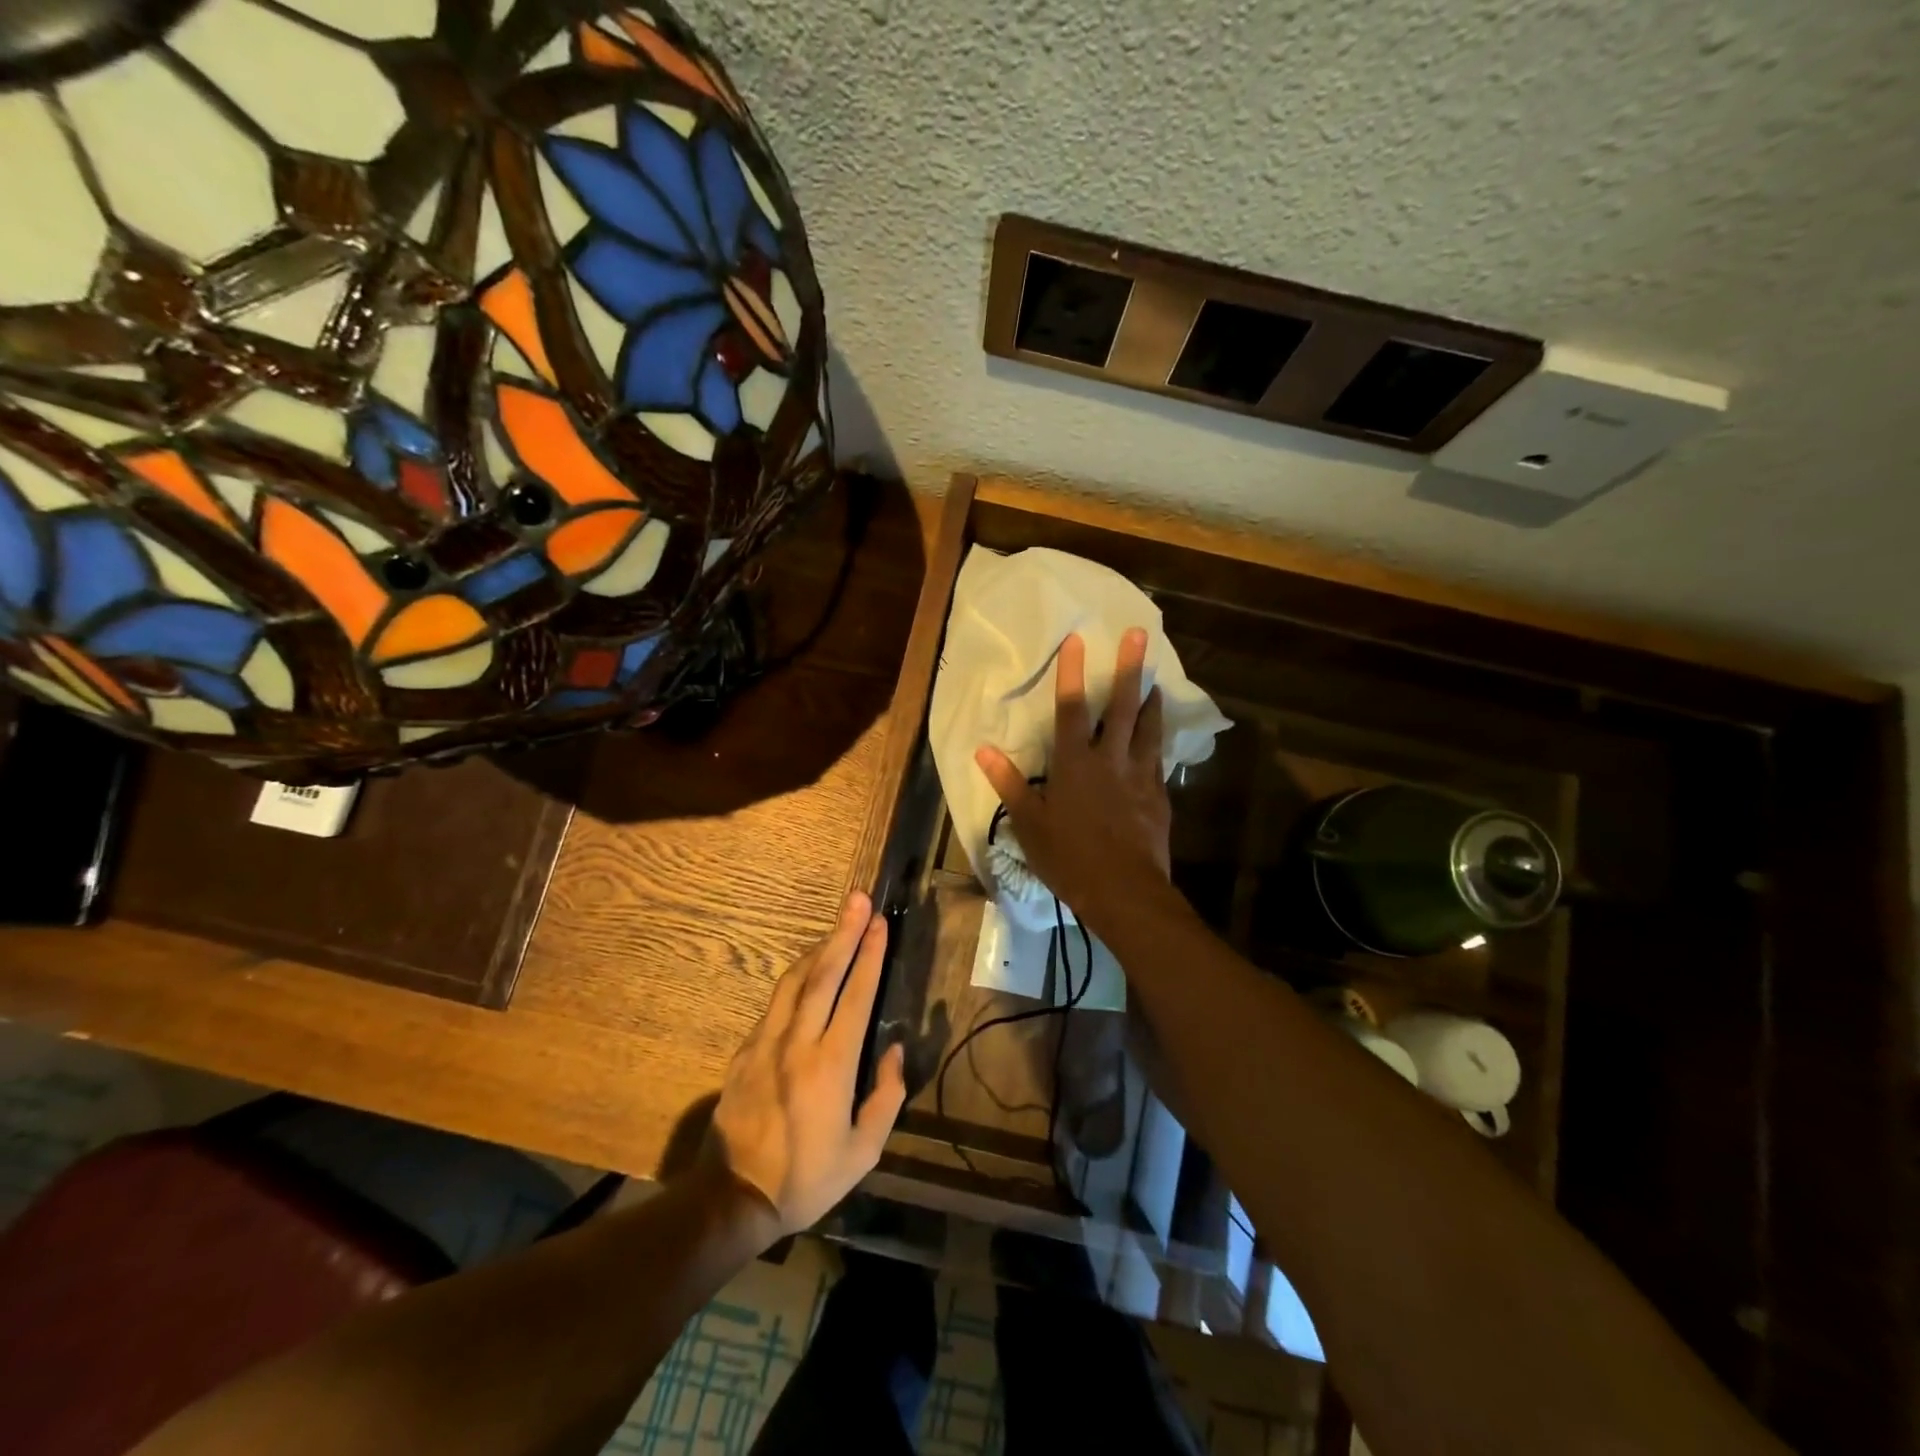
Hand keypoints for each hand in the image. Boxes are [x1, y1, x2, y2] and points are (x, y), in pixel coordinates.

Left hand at [704, 891, 906, 1243]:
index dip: (870, 955)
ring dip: (819, 948)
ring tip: (837, 926)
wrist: (733, 1198)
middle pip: (823, 974)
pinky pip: (776, 1002)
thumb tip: (896, 1050)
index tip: (879, 923)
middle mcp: (798, 1042)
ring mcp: (766, 1042)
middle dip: (844, 933)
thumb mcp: (864, 1151)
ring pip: (795, 981)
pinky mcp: (746, 1050)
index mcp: (831, 1064)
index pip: (855, 995)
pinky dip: (797, 978)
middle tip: (857, 900)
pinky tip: (807, 972)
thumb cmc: (807, 1178)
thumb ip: (886, 1096)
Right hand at [974, 629, 1171, 927]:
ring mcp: (1139, 774)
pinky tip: (1161, 732)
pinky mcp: (1158, 793)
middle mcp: (1109, 759)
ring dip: (1151, 698)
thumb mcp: (1028, 823)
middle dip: (1130, 668)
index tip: (1078, 639)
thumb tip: (982, 749)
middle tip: (1140, 635)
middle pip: (1121, 706)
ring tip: (1156, 678)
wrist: (1123, 890)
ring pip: (1148, 726)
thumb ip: (1008, 783)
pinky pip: (1159, 756)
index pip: (1071, 708)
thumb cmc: (1068, 857)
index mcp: (1073, 763)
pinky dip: (1159, 738)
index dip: (1072, 672)